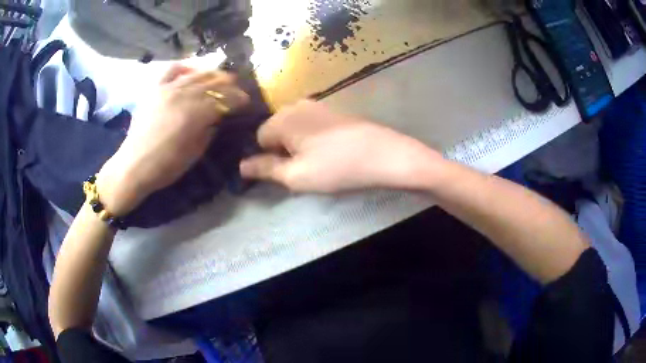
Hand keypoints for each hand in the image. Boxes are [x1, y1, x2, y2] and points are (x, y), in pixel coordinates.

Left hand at [97, 64, 249, 215]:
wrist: (134, 166)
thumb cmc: (166, 166)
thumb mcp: (195, 152)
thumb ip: (209, 131)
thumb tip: (217, 118)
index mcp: (195, 114)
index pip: (224, 99)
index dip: (238, 98)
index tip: (246, 101)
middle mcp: (183, 95)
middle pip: (213, 83)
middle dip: (229, 85)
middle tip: (238, 89)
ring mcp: (168, 89)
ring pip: (196, 74)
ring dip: (212, 74)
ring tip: (221, 77)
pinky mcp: (155, 89)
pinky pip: (172, 70)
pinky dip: (185, 66)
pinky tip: (193, 69)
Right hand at [240, 100, 443, 192]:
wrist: (384, 155)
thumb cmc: (336, 167)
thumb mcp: (296, 176)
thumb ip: (265, 169)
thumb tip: (241, 166)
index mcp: (283, 117)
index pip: (259, 137)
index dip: (269, 157)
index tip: (287, 171)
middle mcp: (296, 104)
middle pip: (276, 129)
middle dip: (283, 148)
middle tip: (303, 167)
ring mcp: (318, 104)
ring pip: (294, 126)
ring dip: (298, 143)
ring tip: (318, 160)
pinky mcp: (335, 109)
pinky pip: (311, 123)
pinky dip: (313, 137)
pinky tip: (330, 150)